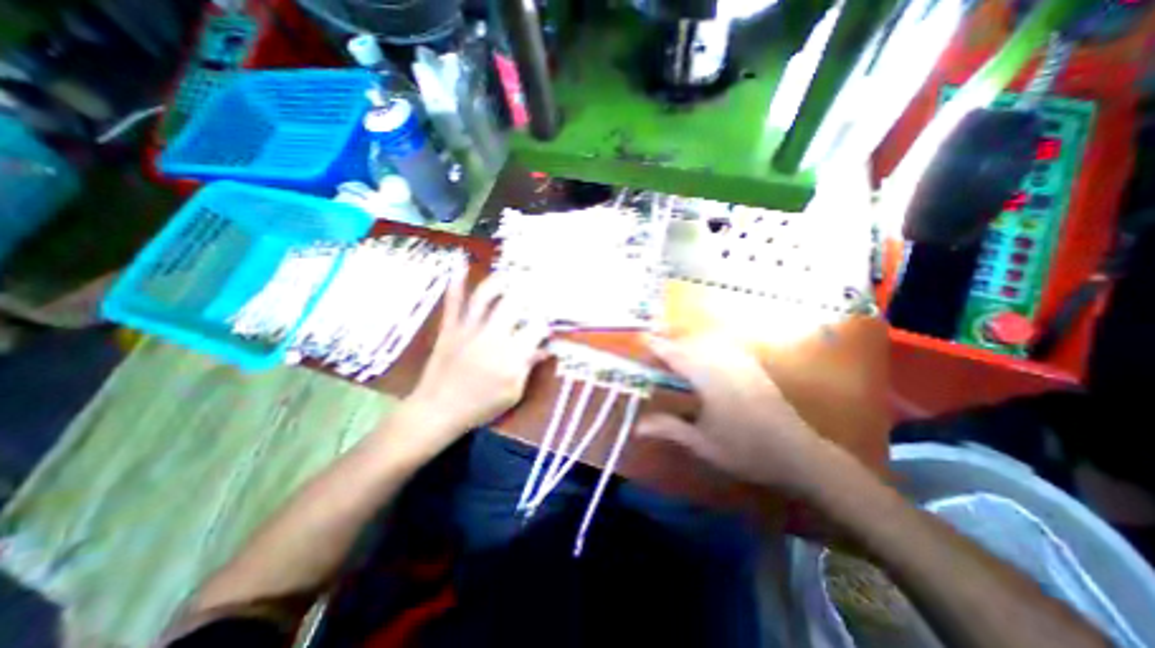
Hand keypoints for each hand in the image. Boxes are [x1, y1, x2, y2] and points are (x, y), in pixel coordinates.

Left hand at [403, 268, 549, 454]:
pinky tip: (459, 263)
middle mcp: (492, 336)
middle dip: (529, 292)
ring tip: (511, 273)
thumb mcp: (513, 393)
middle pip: (514, 304)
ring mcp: (468, 329)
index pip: (536, 327)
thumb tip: (544, 348)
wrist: (437, 410)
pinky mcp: (449, 328)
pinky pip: (453, 303)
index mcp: (511, 356)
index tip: (548, 320)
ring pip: (484, 297)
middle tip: (536, 286)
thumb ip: (528, 367)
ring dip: (499, 281)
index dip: (545, 321)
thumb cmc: (480, 406)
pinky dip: (456, 283)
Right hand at [640, 336, 840, 493]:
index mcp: (709, 381)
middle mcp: (724, 365)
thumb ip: (669, 428)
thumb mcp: (702, 443)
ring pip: (709, 341)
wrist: (797, 453)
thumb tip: (637, 426)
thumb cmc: (745, 450)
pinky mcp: (753, 366)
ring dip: (688, 342)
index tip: (643, 340)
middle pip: (691, 343)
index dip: (658, 347)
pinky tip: (705, 352)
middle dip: (671, 342)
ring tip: (675, 351)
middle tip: (655, 349)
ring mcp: (741, 363)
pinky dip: (708, 344)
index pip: (677, 356)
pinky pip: (725, 345)